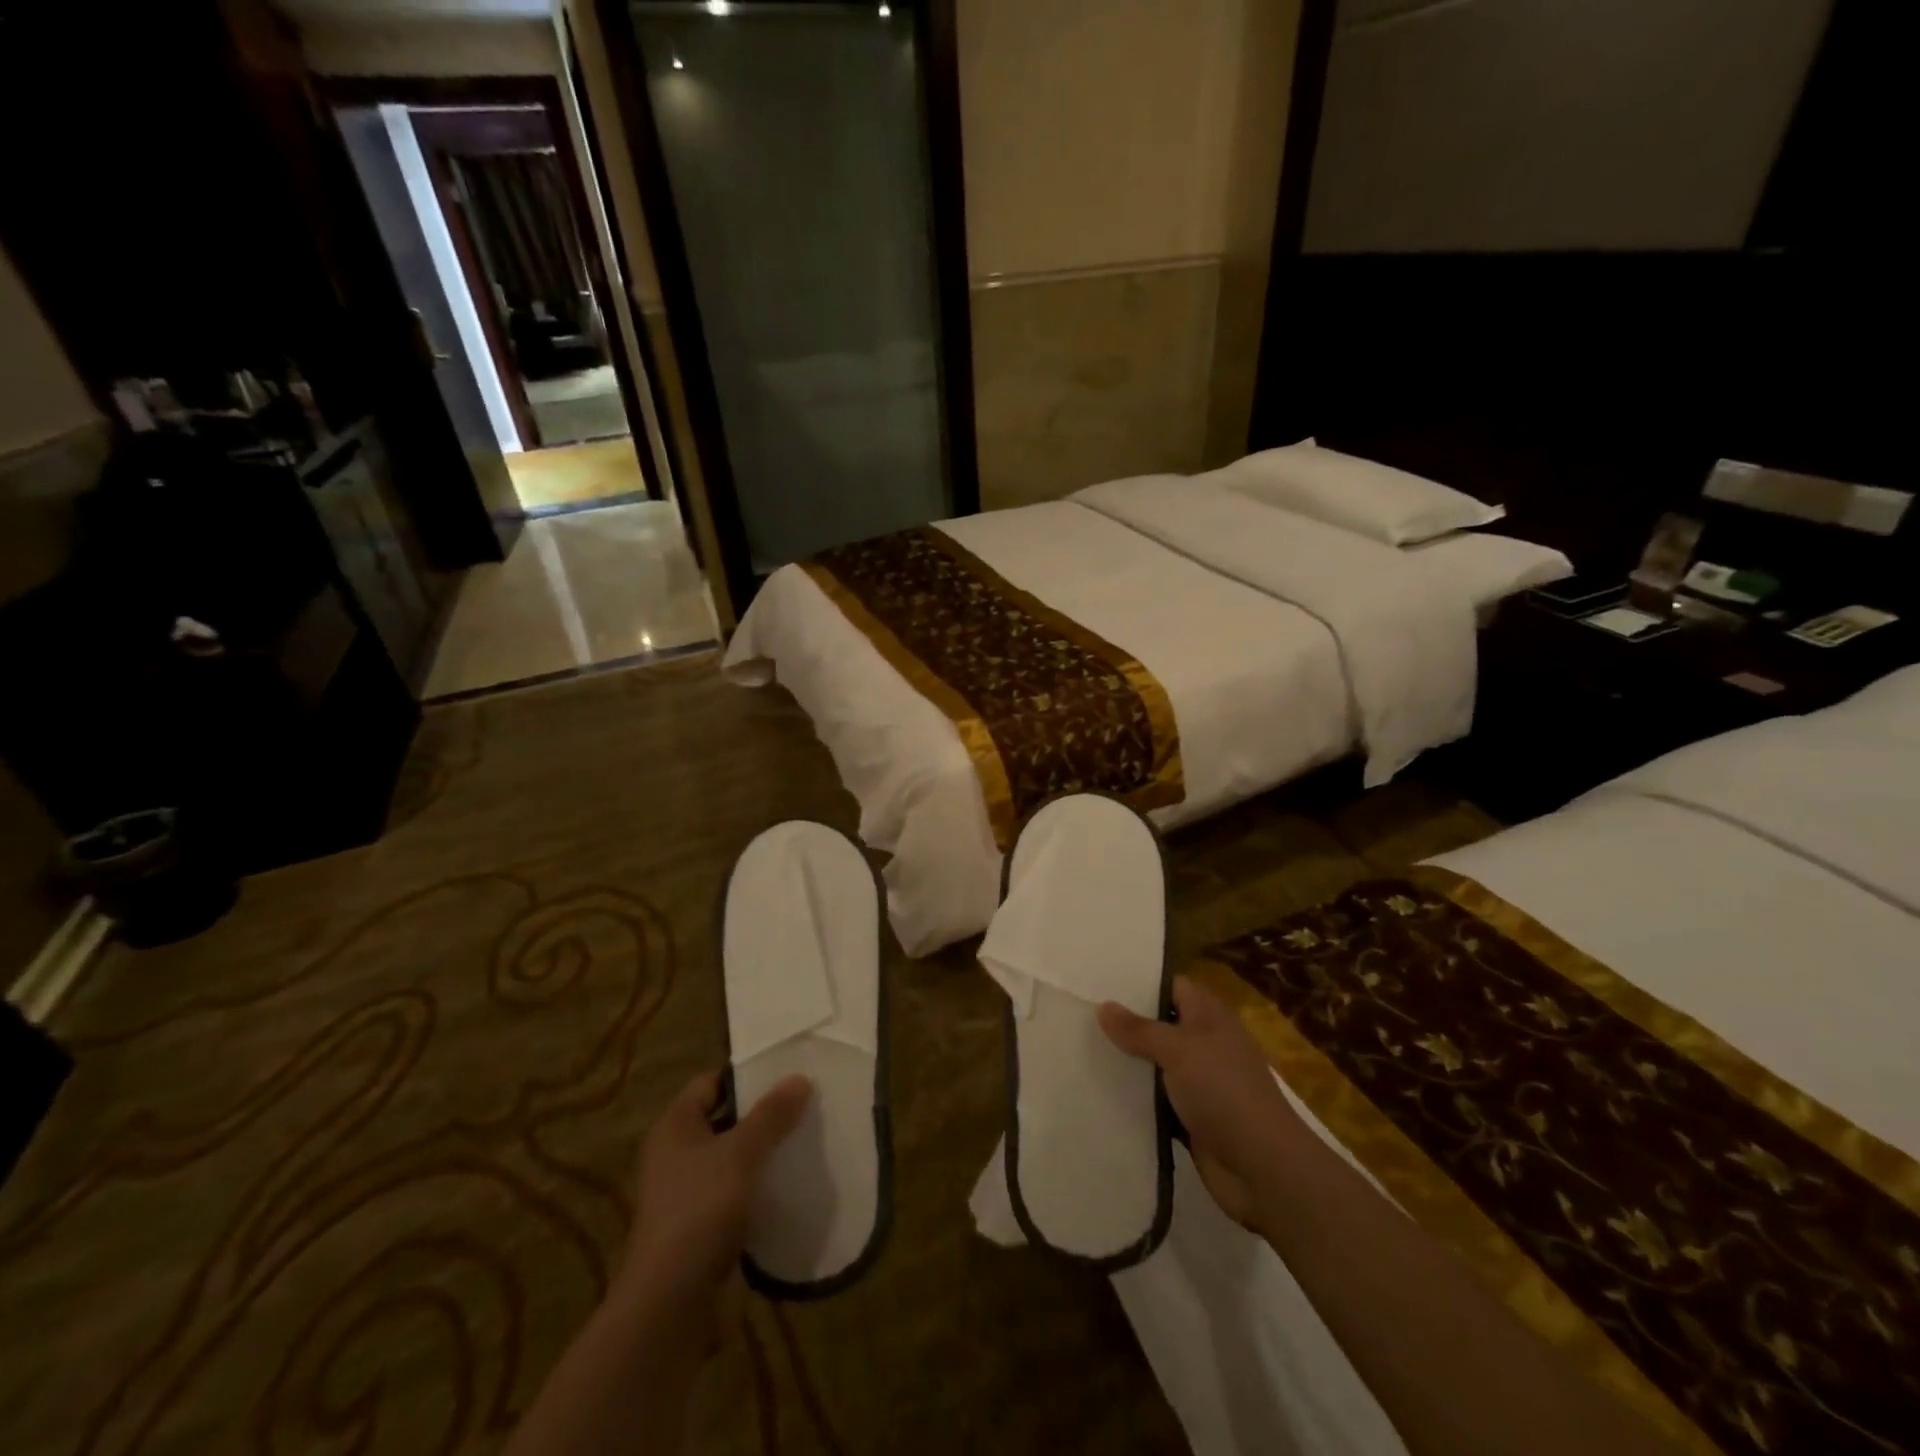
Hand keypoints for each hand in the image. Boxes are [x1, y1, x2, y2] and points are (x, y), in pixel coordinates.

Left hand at [620, 1069, 812, 1304]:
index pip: (711, 1083)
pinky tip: (793, 1184)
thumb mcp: (742, 1152)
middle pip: (725, 1120)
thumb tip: (800, 1078)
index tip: (785, 1072)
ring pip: (734, 1159)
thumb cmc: (701, 1209)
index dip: (745, 1075)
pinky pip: (738, 1194)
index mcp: (675, 1127)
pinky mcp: (704, 1228)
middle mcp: (676, 1155)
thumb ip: (772, 1114)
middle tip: (804, 1103)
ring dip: (765, 1152)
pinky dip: (761, 1187)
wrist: (672, 1302)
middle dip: (762, 1114)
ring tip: (806, 1138)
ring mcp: (689, 1194)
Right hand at [1099, 977, 1299, 1230]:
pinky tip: (1100, 1091)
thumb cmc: (1224, 1092)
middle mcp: (1205, 1043)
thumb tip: (1104, 1006)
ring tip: (1081, 1050)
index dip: (1139, 983)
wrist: (1264, 1168)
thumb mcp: (1179, 1050)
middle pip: (1159, 1024)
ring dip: (1127, 1063)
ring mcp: (1199, 1082)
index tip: (1100, 982)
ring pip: (1155, 1064)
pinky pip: (1156, 1099)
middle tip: (1080, 1016)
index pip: (1172, 986)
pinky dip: (1135, 1098)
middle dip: (1125, 1024)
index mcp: (1209, 1016)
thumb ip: (1139, 1029)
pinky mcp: (1191, 1117)